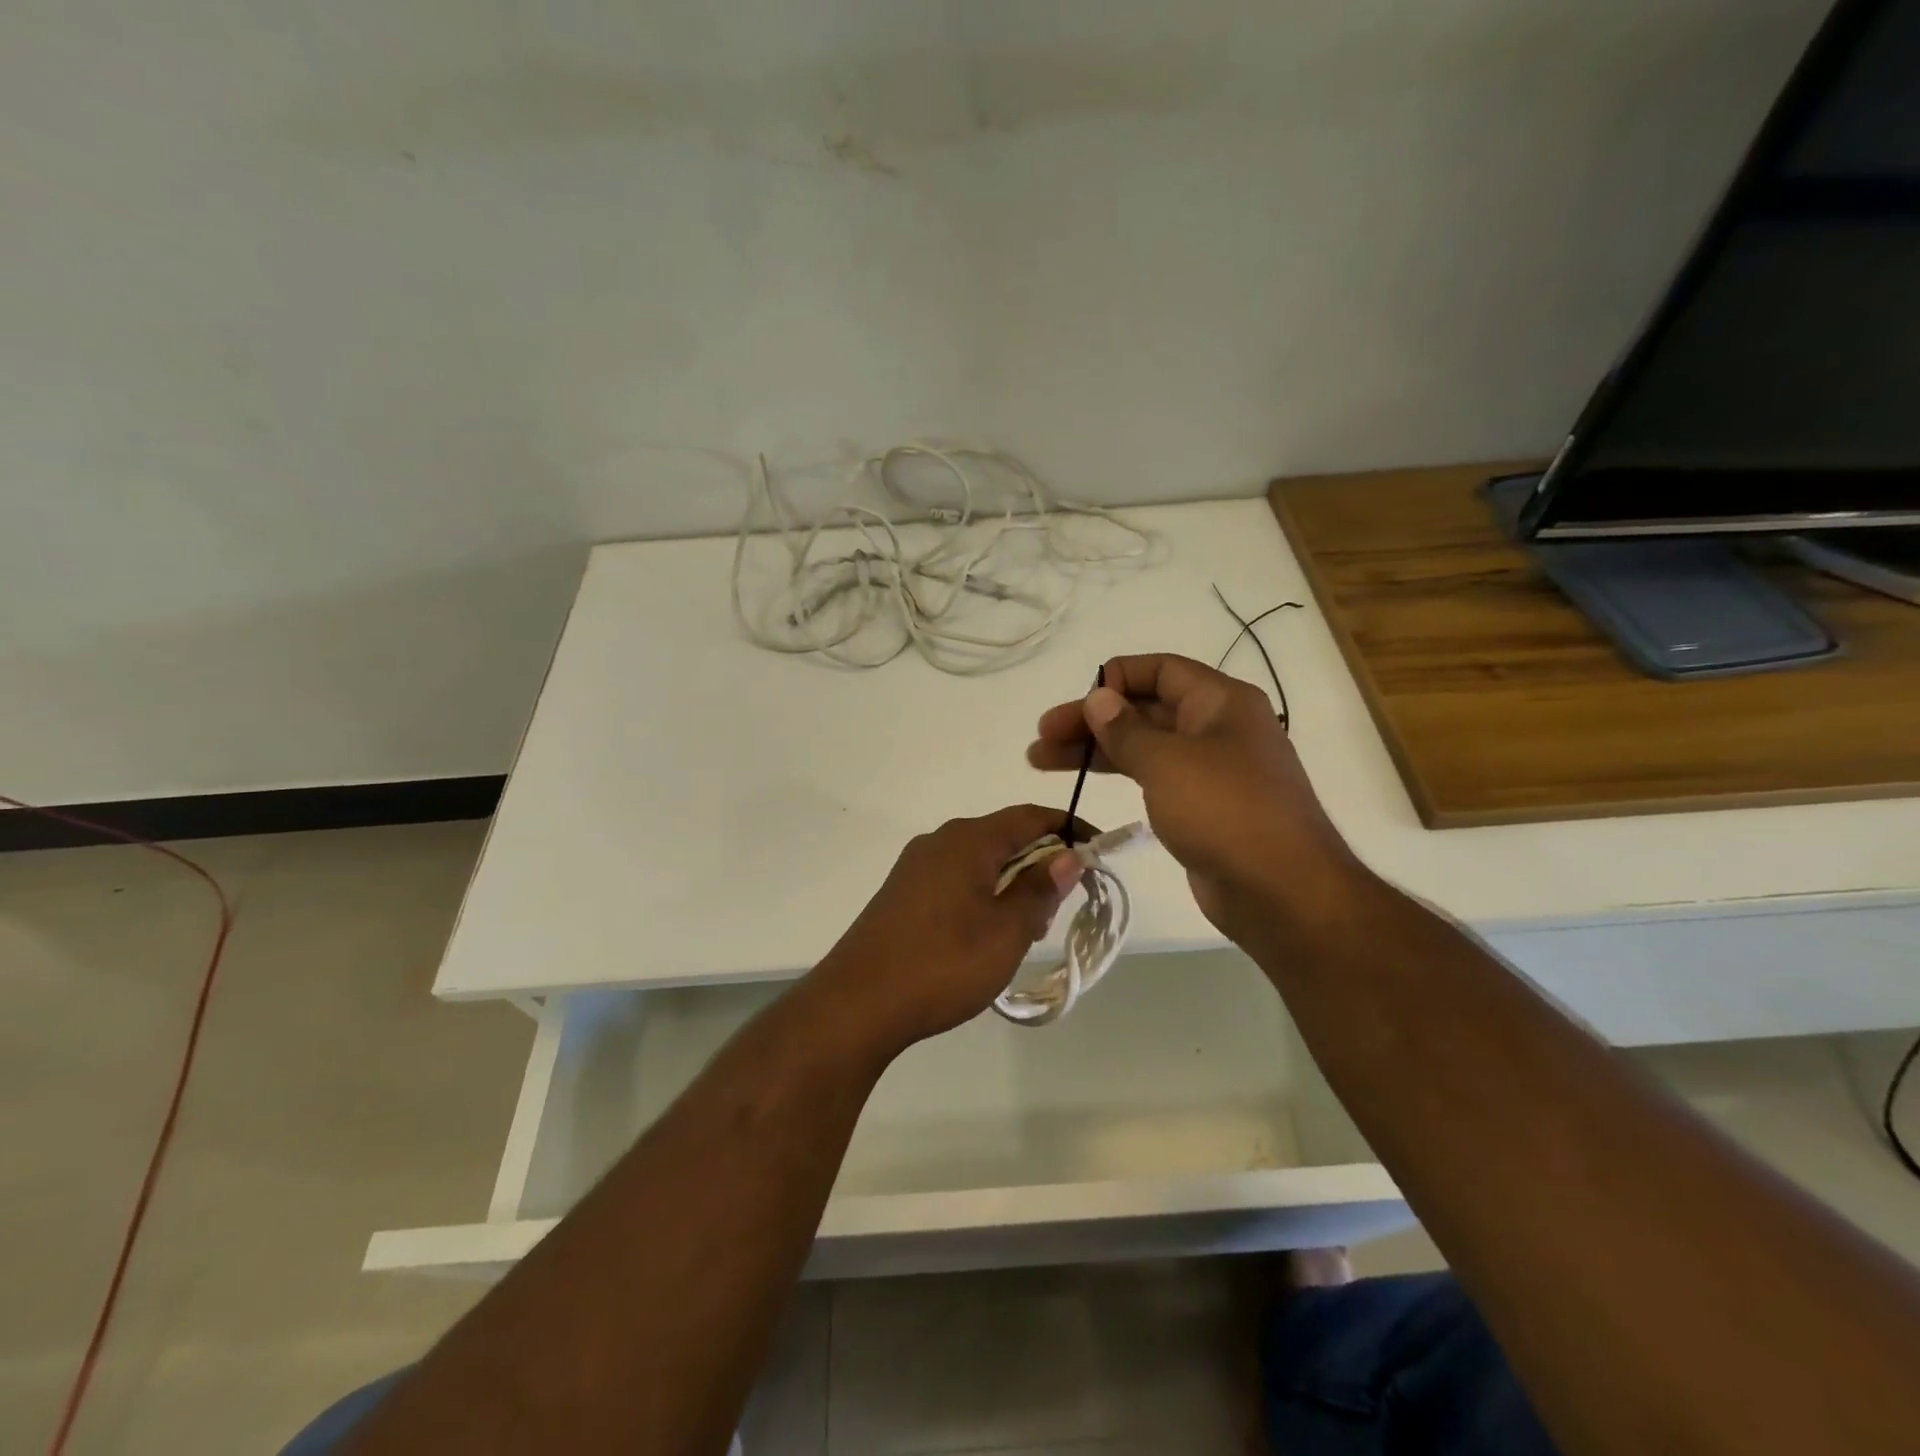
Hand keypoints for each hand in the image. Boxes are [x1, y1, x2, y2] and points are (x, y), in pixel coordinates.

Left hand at [806, 805, 1088, 1052]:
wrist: (856, 1004)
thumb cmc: (942, 964)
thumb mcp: (1006, 932)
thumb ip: (1040, 889)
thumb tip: (1068, 856)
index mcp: (968, 840)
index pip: (1031, 816)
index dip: (1069, 830)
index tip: (1098, 853)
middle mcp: (939, 841)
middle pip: (1004, 837)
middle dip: (1040, 864)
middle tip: (1058, 909)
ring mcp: (915, 867)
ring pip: (979, 861)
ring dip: (1011, 884)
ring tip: (1023, 931)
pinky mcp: (901, 893)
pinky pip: (955, 880)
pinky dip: (982, 895)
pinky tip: (983, 936)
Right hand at [1027, 654, 1363, 946]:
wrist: (1282, 891)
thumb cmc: (1225, 811)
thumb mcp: (1168, 762)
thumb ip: (1126, 729)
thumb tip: (1099, 699)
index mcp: (1220, 702)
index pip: (1160, 669)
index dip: (1114, 678)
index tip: (1075, 703)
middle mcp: (1217, 728)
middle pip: (1145, 709)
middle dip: (1091, 720)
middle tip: (1041, 738)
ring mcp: (1211, 770)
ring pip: (1144, 746)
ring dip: (1096, 750)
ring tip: (1041, 760)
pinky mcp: (1202, 808)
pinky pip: (1154, 778)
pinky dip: (1120, 775)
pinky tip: (1088, 782)